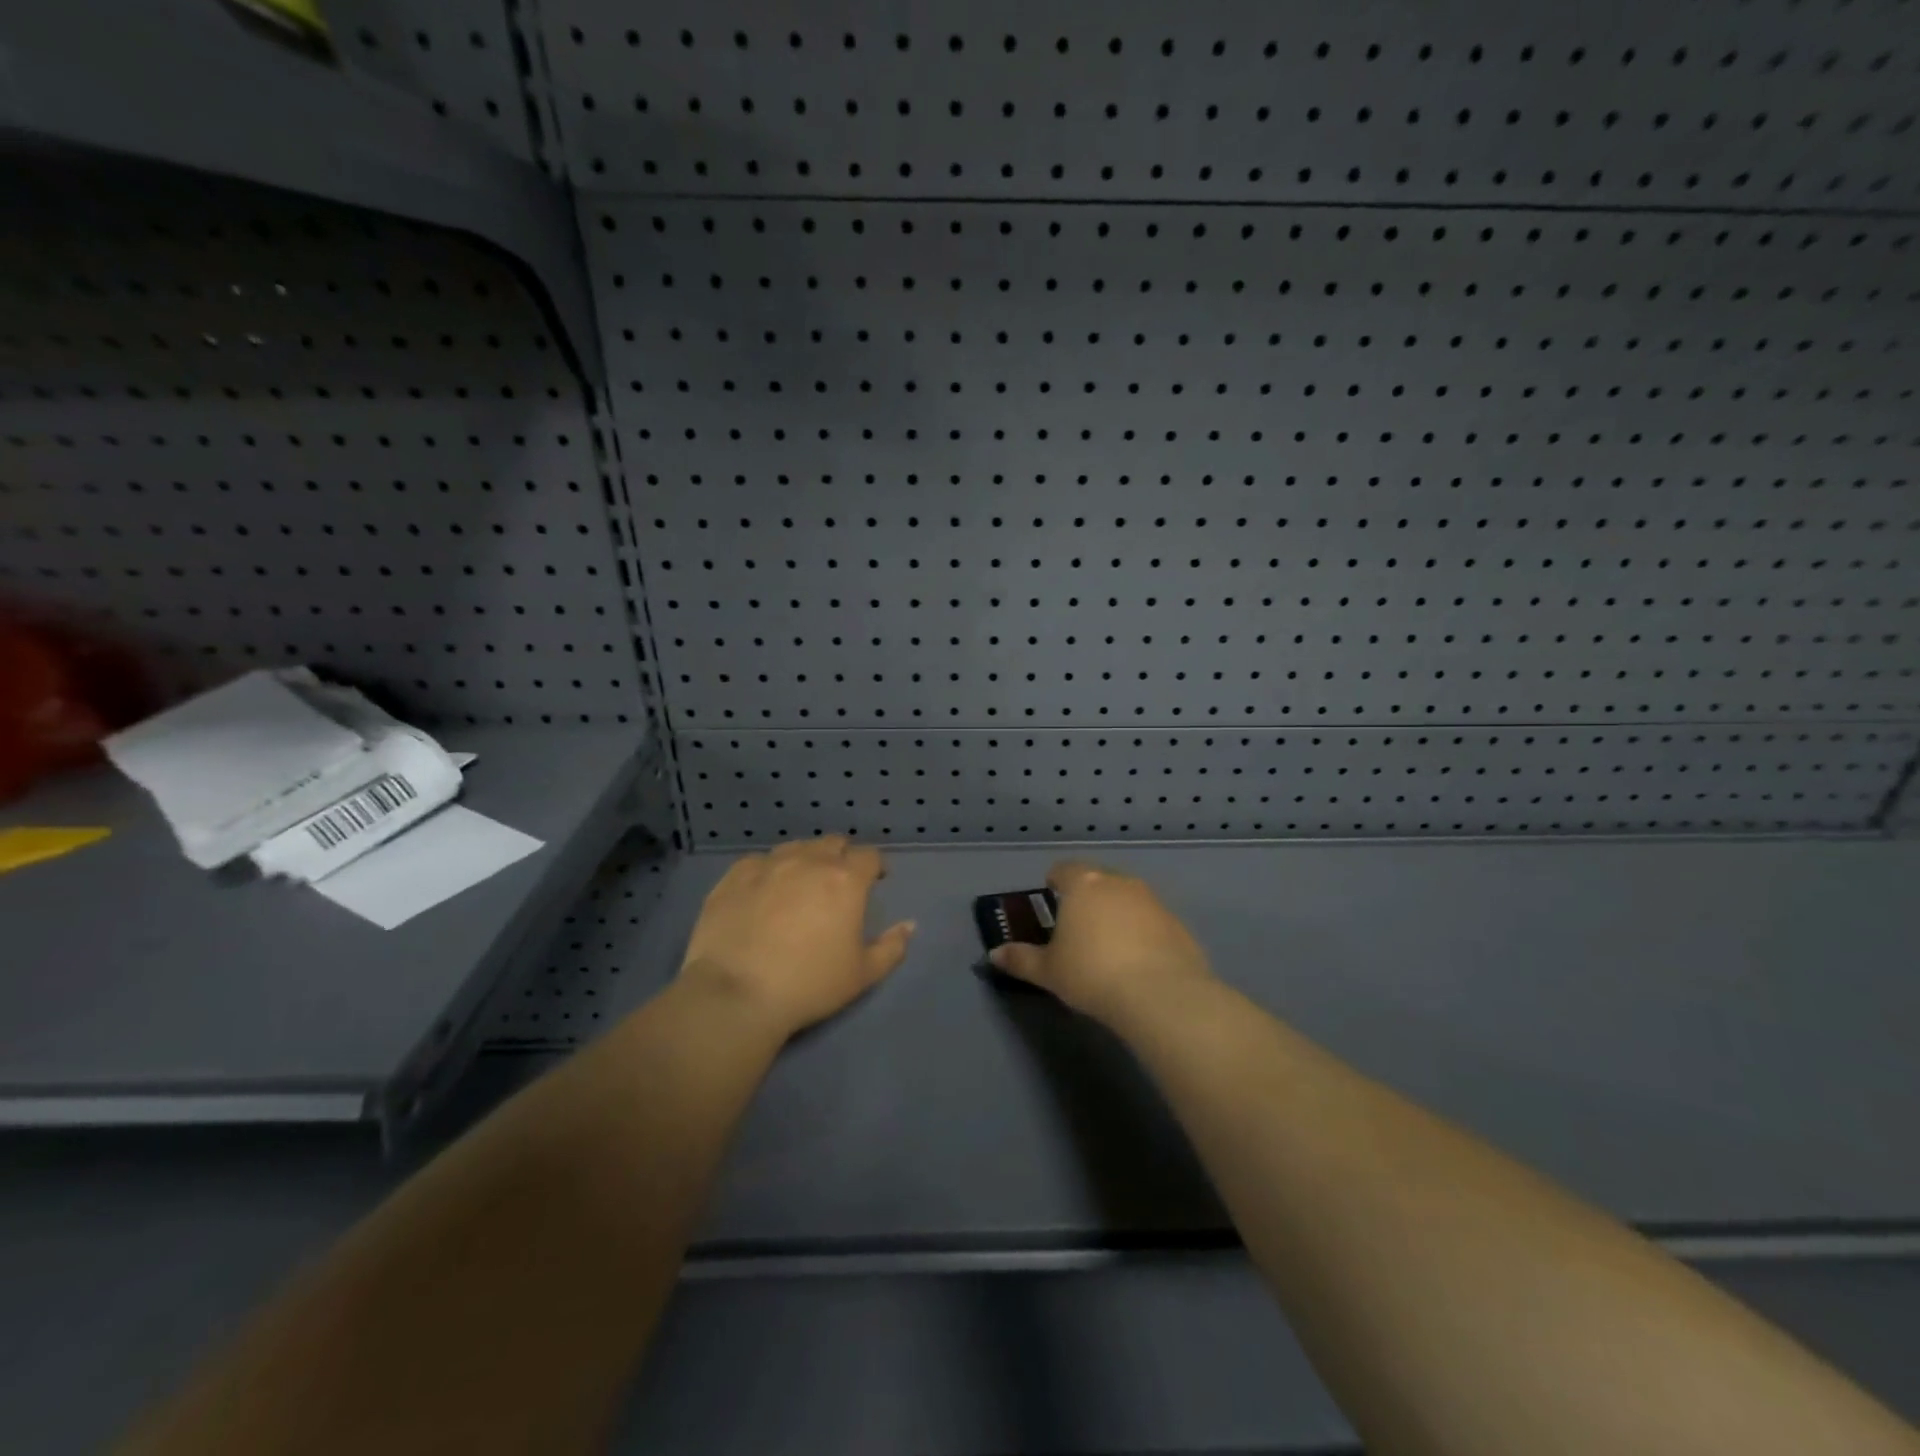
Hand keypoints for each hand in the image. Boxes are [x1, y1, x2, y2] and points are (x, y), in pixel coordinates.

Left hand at [678, 837, 914, 1037]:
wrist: (736, 994)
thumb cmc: (809, 985)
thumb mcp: (863, 975)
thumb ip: (892, 947)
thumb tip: (909, 925)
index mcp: (845, 879)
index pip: (869, 856)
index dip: (875, 866)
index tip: (875, 880)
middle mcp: (809, 861)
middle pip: (832, 843)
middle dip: (841, 857)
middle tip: (838, 883)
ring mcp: (768, 864)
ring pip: (795, 847)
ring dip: (805, 859)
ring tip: (800, 884)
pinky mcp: (734, 876)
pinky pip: (758, 861)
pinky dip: (768, 870)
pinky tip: (763, 891)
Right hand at [988, 861, 1212, 1023]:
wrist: (1160, 994)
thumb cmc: (1091, 973)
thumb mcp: (1048, 971)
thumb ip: (1021, 959)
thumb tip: (994, 954)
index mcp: (1084, 884)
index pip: (1064, 870)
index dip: (1055, 881)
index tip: (1050, 895)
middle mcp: (1119, 882)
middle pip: (1098, 879)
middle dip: (1087, 896)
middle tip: (1077, 924)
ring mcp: (1152, 900)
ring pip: (1127, 898)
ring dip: (1117, 912)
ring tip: (1108, 944)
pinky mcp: (1177, 923)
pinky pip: (1151, 921)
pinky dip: (1142, 932)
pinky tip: (1138, 961)